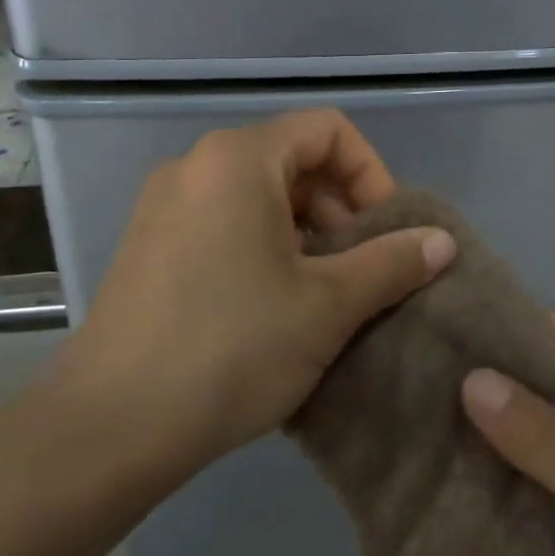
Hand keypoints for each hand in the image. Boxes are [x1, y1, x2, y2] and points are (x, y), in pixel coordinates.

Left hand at [56, 111, 456, 473]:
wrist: (111, 425)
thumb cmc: (232, 348)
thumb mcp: (327, 306)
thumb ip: (391, 264)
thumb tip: (443, 242)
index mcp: (238, 158)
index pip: (328, 130)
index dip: (372, 174)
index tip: (387, 232)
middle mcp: (195, 165)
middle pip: (292, 160)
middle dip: (340, 209)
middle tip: (360, 271)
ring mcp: (163, 205)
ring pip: (257, 195)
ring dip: (304, 233)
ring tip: (321, 294)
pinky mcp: (147, 244)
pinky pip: (222, 222)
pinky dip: (262, 246)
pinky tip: (272, 307)